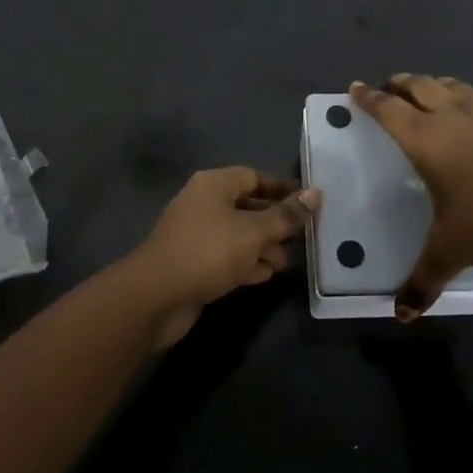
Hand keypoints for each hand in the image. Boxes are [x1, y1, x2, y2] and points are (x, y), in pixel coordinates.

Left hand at [119, 167, 320, 348]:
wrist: (157, 295)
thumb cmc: (209, 251)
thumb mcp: (254, 232)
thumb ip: (285, 215)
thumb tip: (315, 194)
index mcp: (214, 184)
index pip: (254, 177)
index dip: (281, 188)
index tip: (308, 201)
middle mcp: (204, 203)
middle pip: (247, 205)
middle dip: (275, 221)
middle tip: (303, 236)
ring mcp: (197, 234)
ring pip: (238, 233)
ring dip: (263, 245)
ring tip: (287, 262)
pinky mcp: (194, 262)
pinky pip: (227, 255)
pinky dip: (247, 262)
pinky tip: (266, 274)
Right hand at [349, 74, 472, 320]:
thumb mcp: (449, 252)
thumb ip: (422, 280)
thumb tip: (401, 314)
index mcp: (425, 140)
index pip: (387, 110)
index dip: (368, 98)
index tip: (355, 87)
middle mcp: (454, 118)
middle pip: (420, 86)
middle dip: (401, 83)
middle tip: (390, 87)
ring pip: (459, 86)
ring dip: (441, 85)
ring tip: (434, 90)